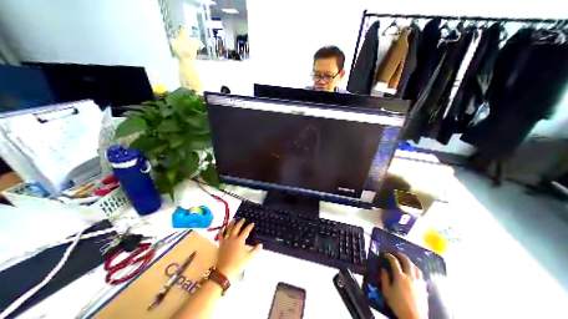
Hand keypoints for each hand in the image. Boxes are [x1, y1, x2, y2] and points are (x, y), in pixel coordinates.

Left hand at [217, 218, 261, 280]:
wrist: (225, 271)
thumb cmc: (238, 264)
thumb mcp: (249, 257)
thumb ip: (255, 250)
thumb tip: (260, 244)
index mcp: (240, 240)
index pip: (246, 231)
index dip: (249, 226)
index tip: (252, 223)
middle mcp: (233, 238)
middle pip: (237, 228)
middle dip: (240, 223)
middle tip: (243, 219)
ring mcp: (226, 241)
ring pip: (228, 230)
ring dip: (231, 224)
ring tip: (233, 219)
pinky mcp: (221, 245)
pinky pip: (220, 236)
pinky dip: (221, 231)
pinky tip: (221, 228)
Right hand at [381, 253, 425, 317]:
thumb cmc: (399, 305)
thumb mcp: (387, 292)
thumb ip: (384, 279)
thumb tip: (383, 270)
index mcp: (400, 277)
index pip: (394, 262)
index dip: (389, 256)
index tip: (386, 254)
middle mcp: (410, 277)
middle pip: (407, 262)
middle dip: (402, 256)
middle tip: (398, 253)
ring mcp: (418, 283)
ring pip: (416, 269)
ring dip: (411, 263)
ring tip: (407, 262)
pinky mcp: (424, 290)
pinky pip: (421, 277)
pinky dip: (417, 272)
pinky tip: (415, 274)